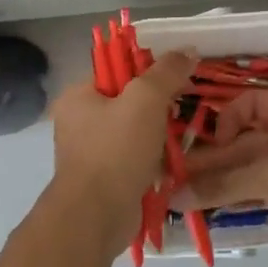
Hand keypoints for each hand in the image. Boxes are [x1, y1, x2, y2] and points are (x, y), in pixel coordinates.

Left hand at [48, 50, 195, 230]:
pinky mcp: (105, 179)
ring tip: (183, 137)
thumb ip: (167, 72)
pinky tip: (173, 163)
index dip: (150, 70)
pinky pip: (135, 158)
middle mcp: (79, 121)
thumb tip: (188, 50)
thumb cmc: (116, 150)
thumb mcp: (146, 99)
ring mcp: (91, 152)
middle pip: (128, 101)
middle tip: (182, 109)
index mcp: (79, 96)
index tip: (179, 79)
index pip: (117, 69)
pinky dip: (154, 160)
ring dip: (160, 135)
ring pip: (135, 131)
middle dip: (158, 106)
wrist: (97, 216)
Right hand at [176, 89, 267, 254]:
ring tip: (181, 197)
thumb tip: (174, 196)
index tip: (207, 147)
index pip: (247, 104)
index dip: (224, 122)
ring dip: (220, 182)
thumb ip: (223, 185)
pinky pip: (257, 188)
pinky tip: (208, 208)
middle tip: (174, 178)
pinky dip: (236, 196)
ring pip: (248, 168)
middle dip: (213, 161)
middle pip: (243, 141)